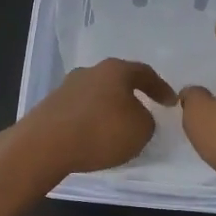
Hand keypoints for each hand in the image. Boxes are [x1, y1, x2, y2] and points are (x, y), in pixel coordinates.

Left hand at [5, 57, 176, 188]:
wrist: (44, 145)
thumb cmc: (101, 132)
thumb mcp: (141, 130)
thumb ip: (146, 119)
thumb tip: (137, 116)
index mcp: (115, 70)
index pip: (145, 73)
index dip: (161, 88)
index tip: (171, 102)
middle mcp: (90, 71)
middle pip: (117, 80)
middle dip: (131, 95)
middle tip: (143, 110)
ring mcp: (67, 87)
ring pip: (97, 94)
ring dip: (109, 108)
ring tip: (117, 127)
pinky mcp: (50, 106)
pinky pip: (80, 110)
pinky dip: (91, 120)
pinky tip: (93, 136)